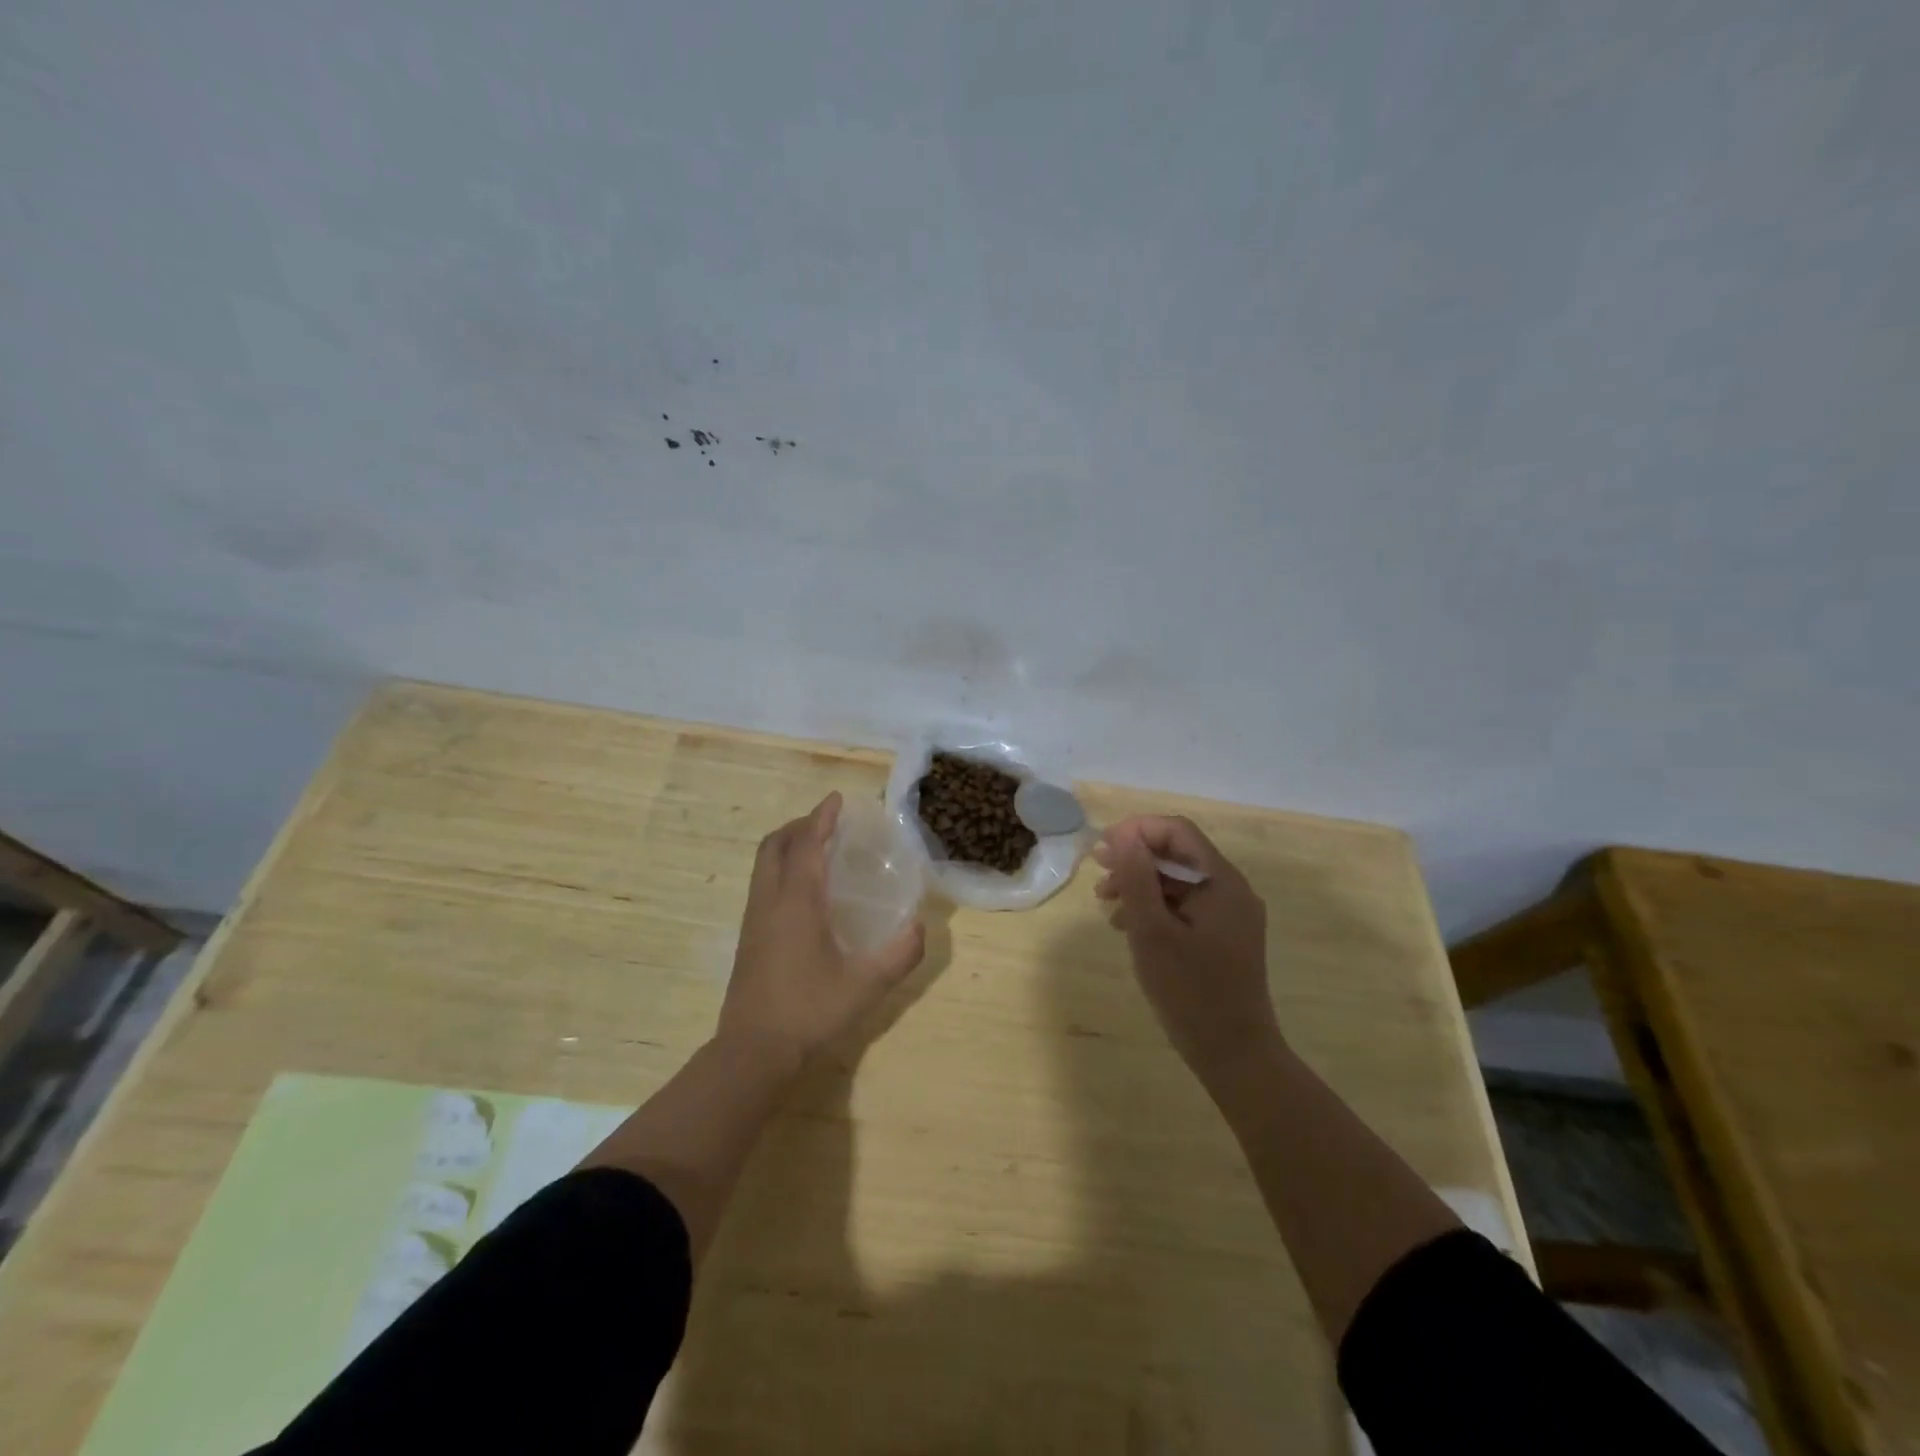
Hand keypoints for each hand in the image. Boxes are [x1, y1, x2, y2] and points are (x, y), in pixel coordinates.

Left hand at [719, 792, 926, 1075]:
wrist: (753, 1052)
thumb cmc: (810, 1011)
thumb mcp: (866, 985)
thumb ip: (900, 954)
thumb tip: (920, 926)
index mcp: (796, 901)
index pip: (807, 844)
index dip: (822, 818)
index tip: (837, 799)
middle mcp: (769, 901)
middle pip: (774, 845)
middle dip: (799, 825)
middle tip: (827, 824)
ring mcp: (753, 920)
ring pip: (763, 865)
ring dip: (786, 846)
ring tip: (816, 850)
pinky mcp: (748, 939)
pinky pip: (762, 885)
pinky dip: (780, 869)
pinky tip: (803, 894)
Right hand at [1093, 815, 1280, 1080]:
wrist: (1235, 1056)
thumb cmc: (1191, 992)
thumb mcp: (1152, 931)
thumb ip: (1137, 878)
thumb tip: (1123, 835)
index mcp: (1222, 882)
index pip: (1178, 831)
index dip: (1137, 831)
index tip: (1102, 848)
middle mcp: (1231, 890)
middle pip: (1178, 854)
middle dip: (1135, 859)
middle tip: (1098, 874)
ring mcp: (1230, 916)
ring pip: (1179, 882)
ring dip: (1141, 884)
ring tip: (1106, 904)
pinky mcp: (1223, 938)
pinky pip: (1186, 906)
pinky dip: (1155, 908)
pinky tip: (1128, 926)